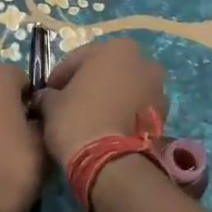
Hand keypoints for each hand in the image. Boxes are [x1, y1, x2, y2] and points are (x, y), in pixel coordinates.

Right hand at [36, 37, 168, 167]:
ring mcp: (158, 89)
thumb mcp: (51, 103)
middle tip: (70, 103)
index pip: (78, 58)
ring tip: (91, 119)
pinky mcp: (164, 116)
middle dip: (90, 83)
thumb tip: (47, 97)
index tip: (49, 93)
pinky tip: (107, 128)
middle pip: (107, 70)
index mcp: (117, 49)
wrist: (111, 162)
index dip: (60, 76)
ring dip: (110, 98)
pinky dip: (123, 113)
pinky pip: (137, 108)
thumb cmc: (77, 120)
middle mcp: (144, 62)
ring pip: (125, 89)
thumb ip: (49, 93)